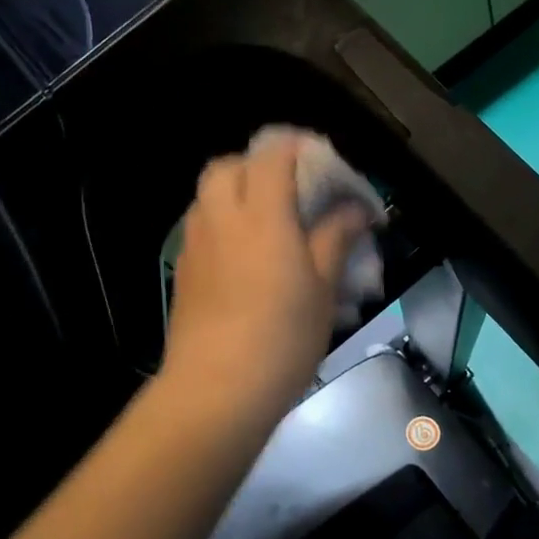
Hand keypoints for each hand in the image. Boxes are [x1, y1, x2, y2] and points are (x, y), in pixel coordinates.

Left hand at [162, 132, 371, 417]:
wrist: (216, 391)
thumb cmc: (282, 336)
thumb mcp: (323, 287)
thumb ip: (336, 238)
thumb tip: (355, 209)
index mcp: (261, 213)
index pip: (273, 153)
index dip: (301, 148)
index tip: (327, 165)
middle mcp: (220, 217)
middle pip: (229, 165)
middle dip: (260, 165)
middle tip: (292, 191)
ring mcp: (195, 244)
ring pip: (209, 195)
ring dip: (238, 192)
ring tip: (271, 222)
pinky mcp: (183, 271)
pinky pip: (202, 227)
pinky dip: (224, 223)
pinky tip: (247, 257)